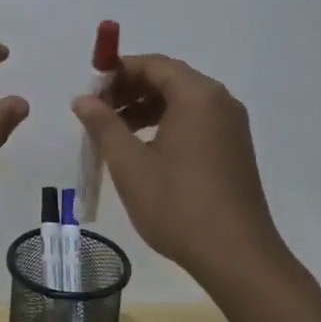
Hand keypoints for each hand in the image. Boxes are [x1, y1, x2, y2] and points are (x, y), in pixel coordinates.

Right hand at [72, 54, 289, 280]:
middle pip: (169, 79)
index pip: (153, 64)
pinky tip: (144, 150)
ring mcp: (231, 126)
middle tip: (98, 113)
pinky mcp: (235, 149)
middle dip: (130, 90)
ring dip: (145, 108)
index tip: (90, 92)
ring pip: (182, 101)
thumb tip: (83, 99)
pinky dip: (166, 123)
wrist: (236, 256)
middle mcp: (219, 101)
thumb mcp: (129, 163)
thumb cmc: (178, 204)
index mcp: (197, 96)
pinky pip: (196, 120)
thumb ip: (103, 124)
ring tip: (115, 133)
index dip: (118, 72)